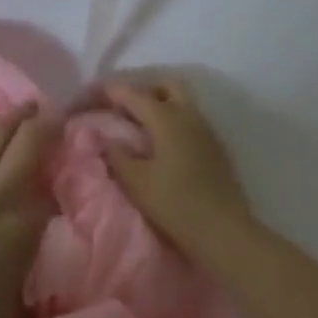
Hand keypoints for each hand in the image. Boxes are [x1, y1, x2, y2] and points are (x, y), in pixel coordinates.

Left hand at [0, 95, 56, 317]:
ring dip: (12, 115)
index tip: (69, 154)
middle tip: (51, 115)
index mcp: (26, 226)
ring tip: (25, 104)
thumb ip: (32, 263)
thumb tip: (39, 241)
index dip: (61, 165)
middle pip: (29, 144)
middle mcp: (2, 195)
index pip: (51, 184)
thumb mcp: (19, 300)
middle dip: (43, 123)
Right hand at [102, 77, 250, 256]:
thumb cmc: (176, 204)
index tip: (93, 93)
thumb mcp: (137, 182)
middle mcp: (188, 115)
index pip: (133, 93)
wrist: (224, 232)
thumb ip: (118, 155)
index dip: (110, 90)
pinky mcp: (215, 147)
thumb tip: (107, 139)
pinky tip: (162, 142)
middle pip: (165, 85)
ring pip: (181, 100)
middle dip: (143, 88)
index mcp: (166, 118)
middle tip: (122, 106)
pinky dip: (173, 120)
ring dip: (160, 103)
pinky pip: (190, 119)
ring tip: (139, 124)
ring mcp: (206, 130)